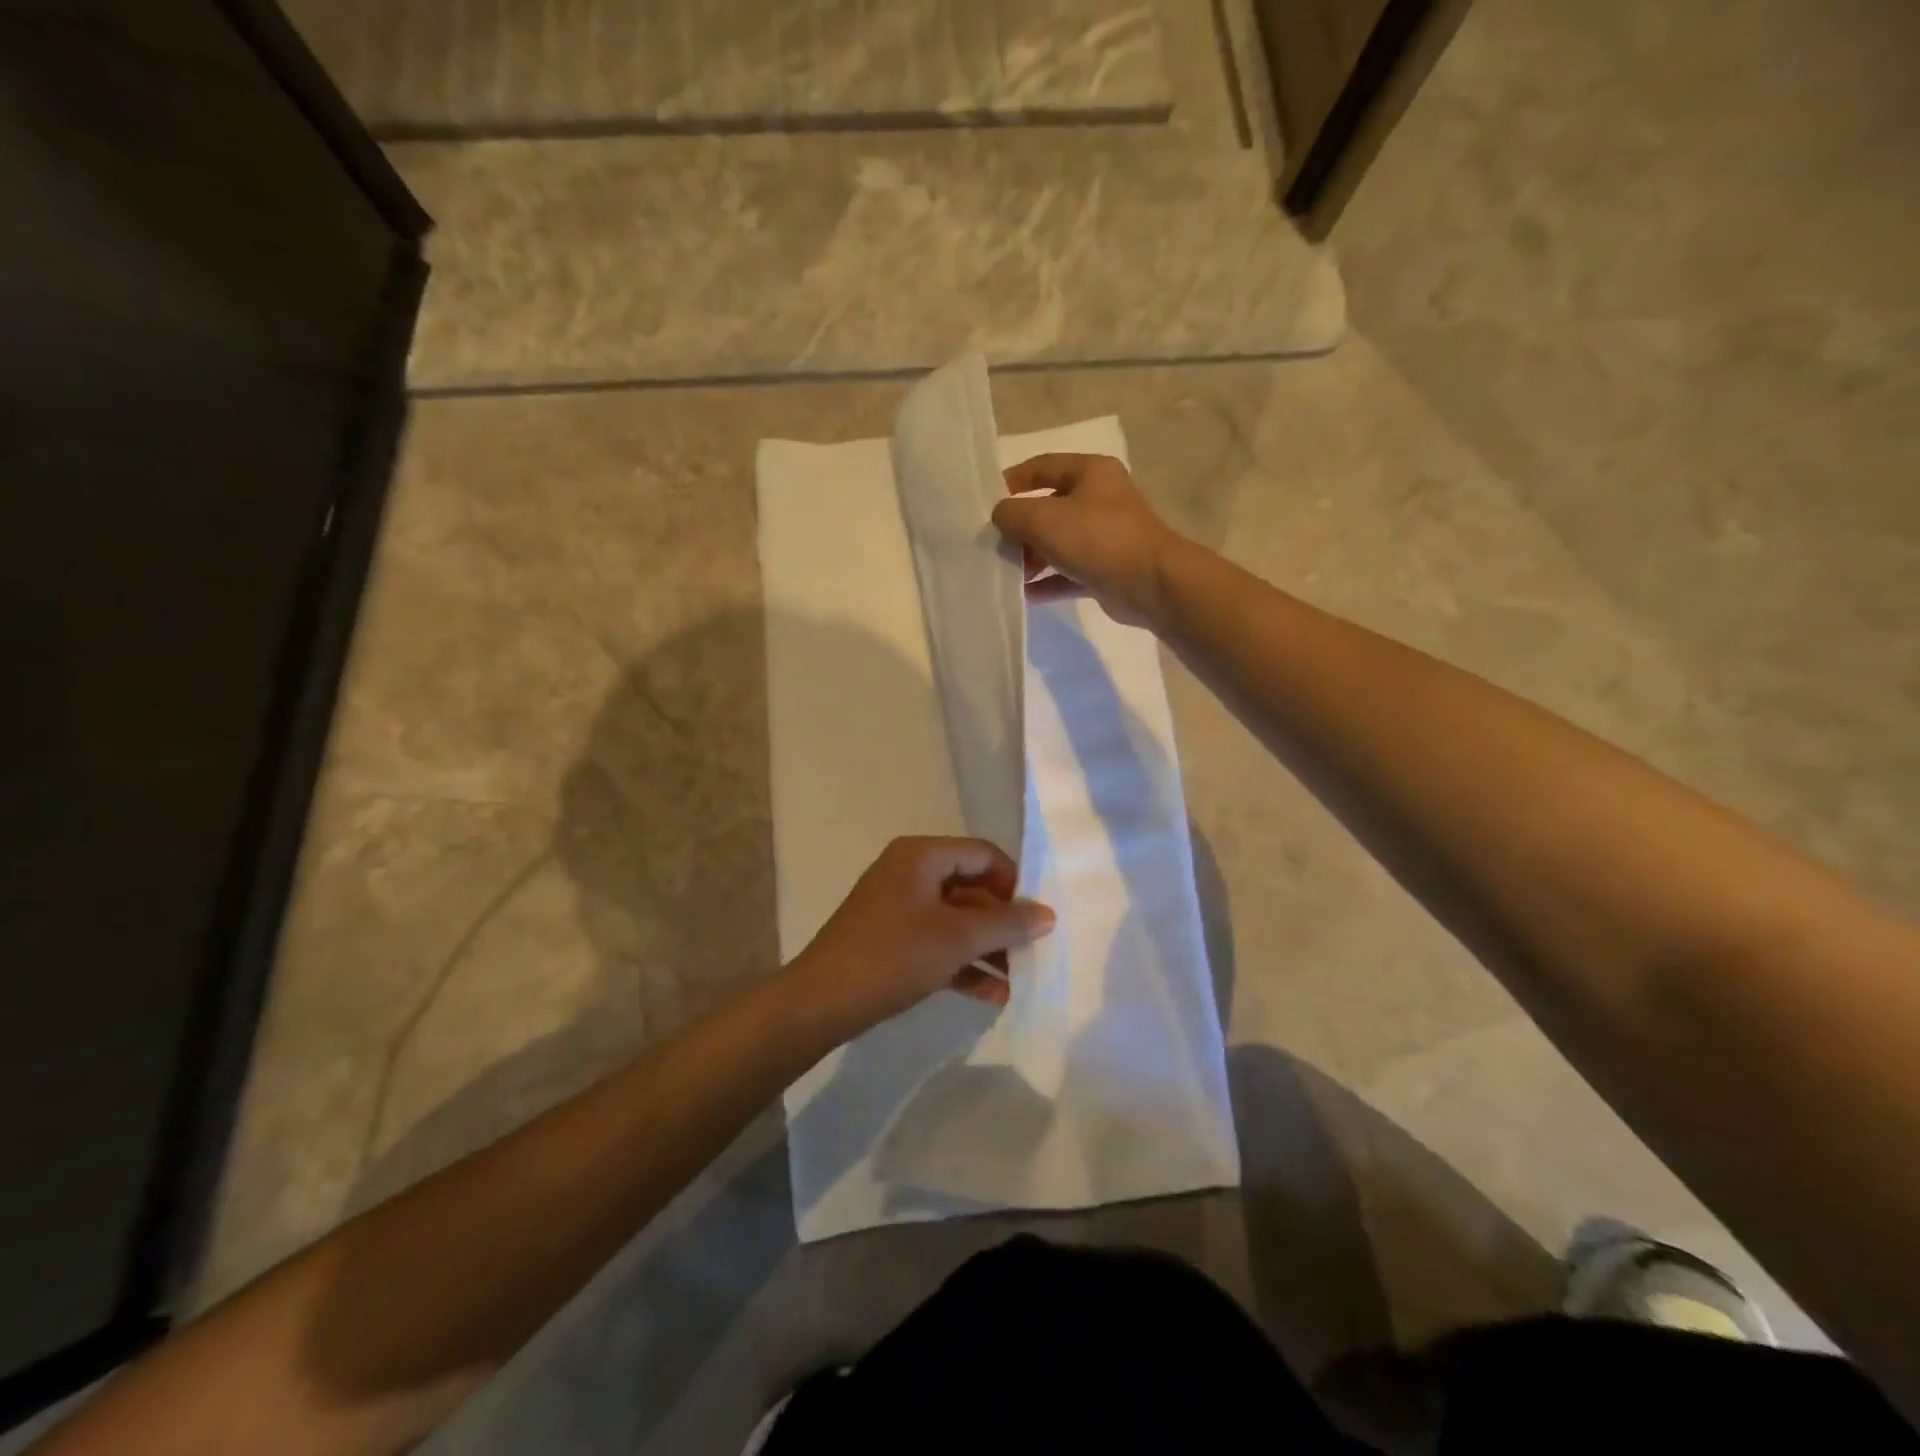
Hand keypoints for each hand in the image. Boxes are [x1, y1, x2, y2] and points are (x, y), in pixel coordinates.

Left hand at [786, 837, 1055, 1037]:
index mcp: (922, 855)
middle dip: (1003, 923)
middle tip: (1032, 952)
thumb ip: (1006, 924)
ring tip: (1019, 980)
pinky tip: (992, 995)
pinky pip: (938, 942)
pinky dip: (964, 963)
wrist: (822, 1001)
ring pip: (956, 920)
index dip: (1013, 883)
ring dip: (987, 948)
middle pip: (972, 888)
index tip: (1035, 918)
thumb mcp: (957, 938)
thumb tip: (1048, 914)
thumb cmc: (893, 955)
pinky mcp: (892, 940)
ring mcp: (899, 907)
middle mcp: (910, 872)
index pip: (982, 854)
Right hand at [992, 453, 1182, 625]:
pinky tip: (1025, 593)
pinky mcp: (1106, 569)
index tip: (986, 502)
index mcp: (1090, 472)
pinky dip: (1048, 580)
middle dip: (1019, 526)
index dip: (1012, 481)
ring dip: (1031, 556)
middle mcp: (1099, 499)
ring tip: (1006, 571)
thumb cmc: (1097, 539)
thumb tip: (1000, 516)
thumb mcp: (1044, 519)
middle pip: (1048, 507)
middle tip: (992, 543)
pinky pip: (1069, 572)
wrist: (1151, 584)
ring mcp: (1105, 536)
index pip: (1042, 466)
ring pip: (1058, 542)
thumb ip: (1012, 513)